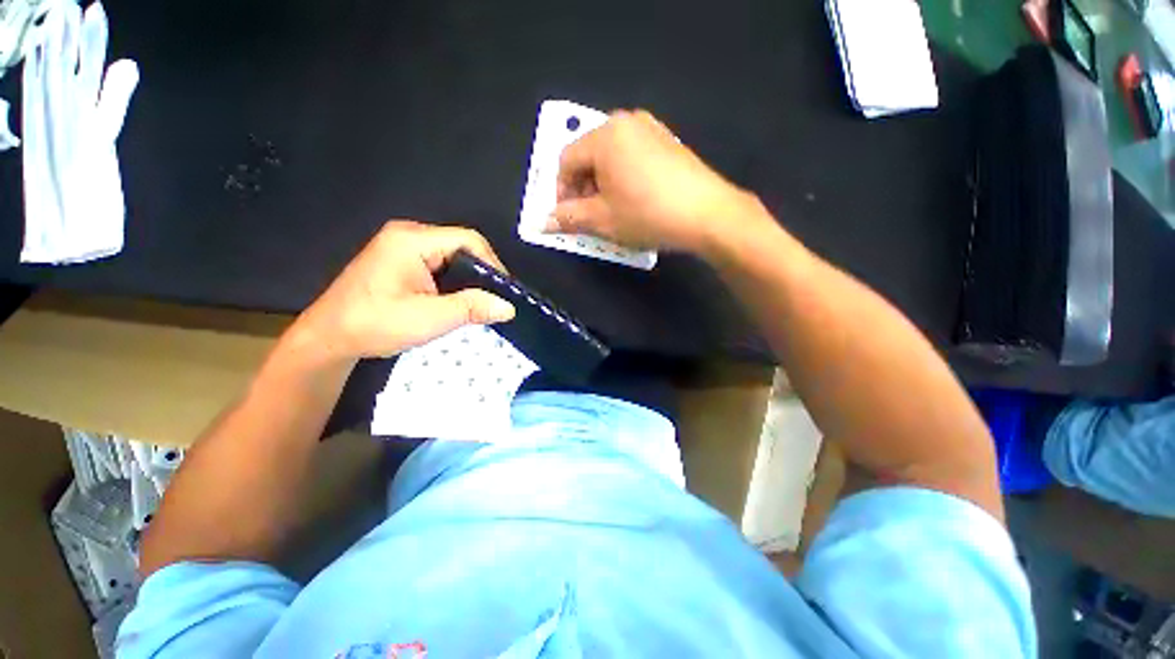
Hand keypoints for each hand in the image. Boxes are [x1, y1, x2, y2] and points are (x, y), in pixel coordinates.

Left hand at [292, 221, 514, 361]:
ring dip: (469, 279)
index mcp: (412, 241)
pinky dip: (455, 282)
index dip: (492, 264)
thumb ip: (472, 308)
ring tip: (480, 303)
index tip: (504, 292)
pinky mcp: (401, 261)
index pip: (469, 240)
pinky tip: (458, 300)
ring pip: (453, 257)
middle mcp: (408, 235)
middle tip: (494, 300)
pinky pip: (440, 264)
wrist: (329, 338)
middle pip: (462, 246)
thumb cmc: (375, 324)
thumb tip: (509, 307)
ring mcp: (402, 247)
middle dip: (482, 273)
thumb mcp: (429, 318)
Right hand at [549, 110, 762, 254]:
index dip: (560, 191)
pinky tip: (634, 200)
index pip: (566, 160)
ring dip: (602, 184)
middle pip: (588, 155)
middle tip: (589, 216)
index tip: (567, 216)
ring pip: (611, 156)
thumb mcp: (602, 220)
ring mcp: (651, 129)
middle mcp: (626, 122)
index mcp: (604, 135)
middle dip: (582, 188)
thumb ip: (569, 218)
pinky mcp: (668, 142)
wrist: (707, 214)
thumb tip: (544, 222)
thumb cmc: (647, 214)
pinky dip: (623, 177)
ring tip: (612, 211)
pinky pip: (633, 156)